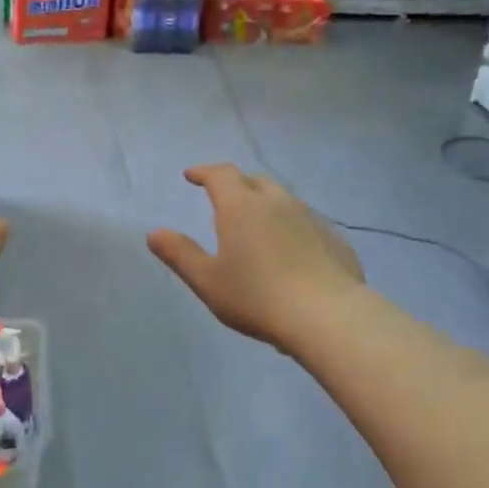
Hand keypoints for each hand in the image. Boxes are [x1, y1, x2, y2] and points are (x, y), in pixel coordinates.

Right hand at [147, 165, 363, 352]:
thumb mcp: (207, 280)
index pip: (221, 175)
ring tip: (256, 226)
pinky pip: (305, 223)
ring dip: (265, 204)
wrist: (326, 316)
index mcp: (241, 207)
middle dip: (236, 184)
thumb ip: (180, 254)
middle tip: (223, 198)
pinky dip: (290, 227)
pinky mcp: (334, 239)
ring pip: (283, 200)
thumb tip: (154, 233)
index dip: (204, 172)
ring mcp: (310, 218)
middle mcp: (277, 202)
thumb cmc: (256, 297)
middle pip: (254, 181)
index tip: (192, 175)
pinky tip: (290, 252)